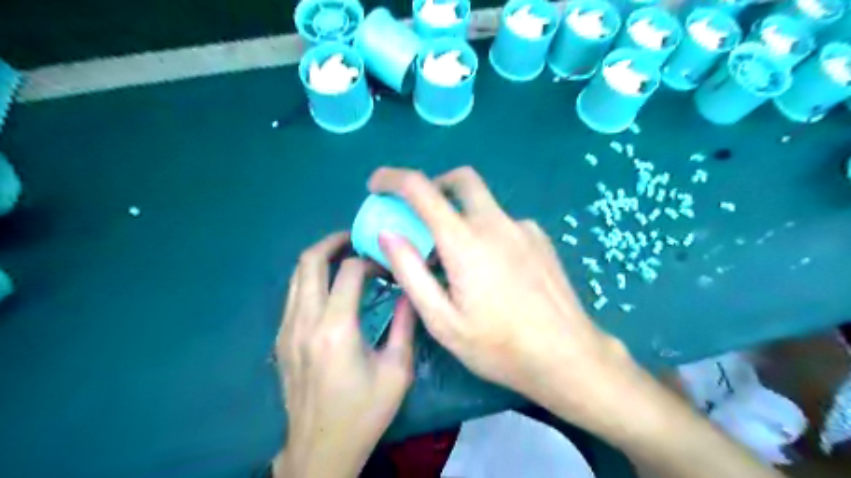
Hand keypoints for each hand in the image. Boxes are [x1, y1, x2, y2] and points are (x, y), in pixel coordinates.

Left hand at [273, 233, 415, 476]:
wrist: (321, 449)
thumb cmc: (364, 412)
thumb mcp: (397, 371)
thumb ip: (405, 325)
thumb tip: (411, 290)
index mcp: (336, 329)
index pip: (348, 270)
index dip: (370, 261)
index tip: (387, 267)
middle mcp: (305, 322)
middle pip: (309, 261)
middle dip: (334, 242)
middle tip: (357, 240)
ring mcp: (287, 330)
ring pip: (296, 275)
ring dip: (320, 260)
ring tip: (345, 258)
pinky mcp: (281, 340)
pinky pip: (293, 295)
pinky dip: (311, 280)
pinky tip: (331, 289)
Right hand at [370, 166, 642, 434]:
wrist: (567, 356)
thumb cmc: (498, 346)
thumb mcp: (442, 320)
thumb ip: (411, 272)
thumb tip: (388, 235)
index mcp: (465, 241)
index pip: (421, 189)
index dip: (393, 179)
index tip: (377, 184)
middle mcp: (496, 223)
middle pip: (461, 180)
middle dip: (435, 185)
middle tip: (421, 213)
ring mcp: (523, 228)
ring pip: (484, 204)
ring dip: (461, 216)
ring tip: (457, 260)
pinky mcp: (540, 239)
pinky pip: (503, 223)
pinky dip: (486, 232)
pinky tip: (491, 270)